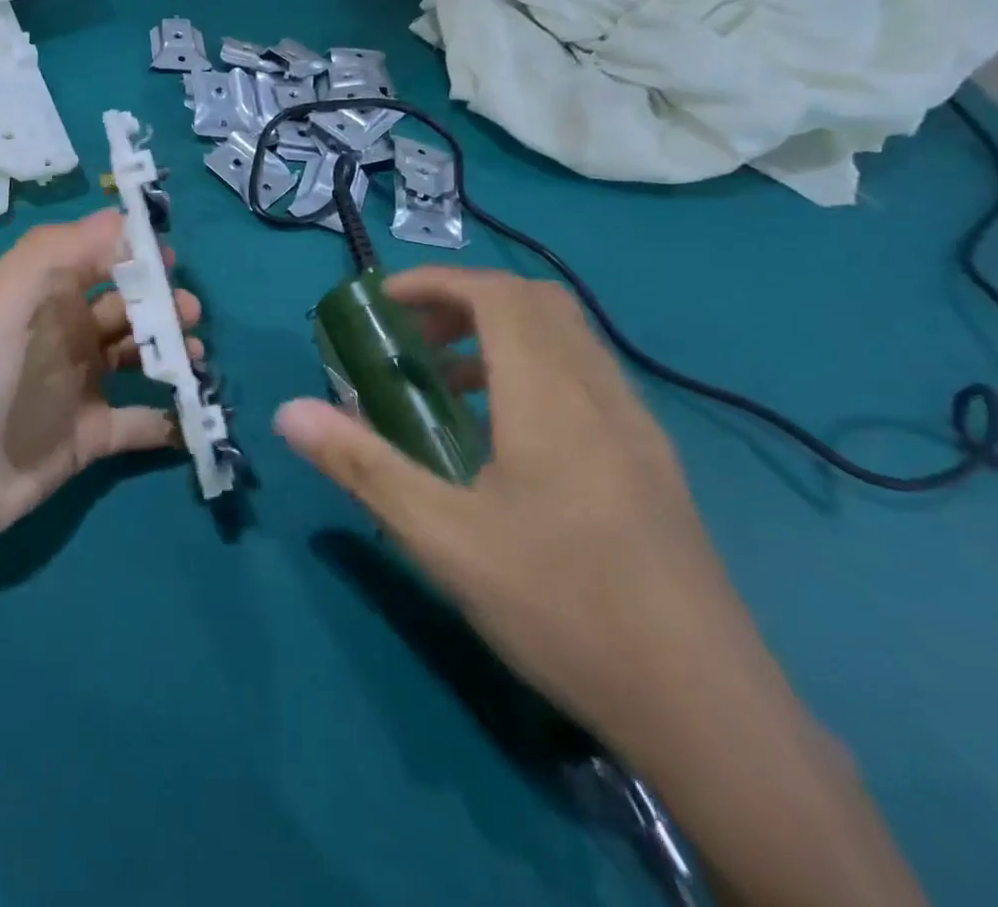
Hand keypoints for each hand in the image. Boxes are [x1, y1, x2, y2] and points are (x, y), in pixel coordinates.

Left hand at [0, 210, 198, 551]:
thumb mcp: (4, 298)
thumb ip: (59, 251)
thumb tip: (122, 219)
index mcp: (46, 295)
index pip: (98, 258)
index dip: (135, 253)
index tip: (170, 259)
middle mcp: (66, 333)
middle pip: (128, 306)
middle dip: (163, 303)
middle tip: (189, 313)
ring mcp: (80, 386)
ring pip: (139, 357)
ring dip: (172, 352)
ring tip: (194, 356)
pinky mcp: (90, 437)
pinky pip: (140, 422)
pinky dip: (167, 418)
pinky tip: (188, 414)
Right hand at [276, 268, 764, 752]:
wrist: (709, 715)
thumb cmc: (562, 608)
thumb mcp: (441, 537)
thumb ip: (361, 464)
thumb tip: (288, 411)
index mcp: (552, 398)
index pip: (497, 294)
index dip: (436, 282)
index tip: (383, 303)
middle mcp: (602, 394)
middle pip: (537, 303)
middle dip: (464, 301)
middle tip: (413, 339)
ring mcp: (638, 429)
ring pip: (568, 339)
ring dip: (500, 336)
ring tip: (446, 385)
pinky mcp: (654, 464)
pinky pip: (587, 379)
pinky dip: (534, 371)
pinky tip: (504, 439)